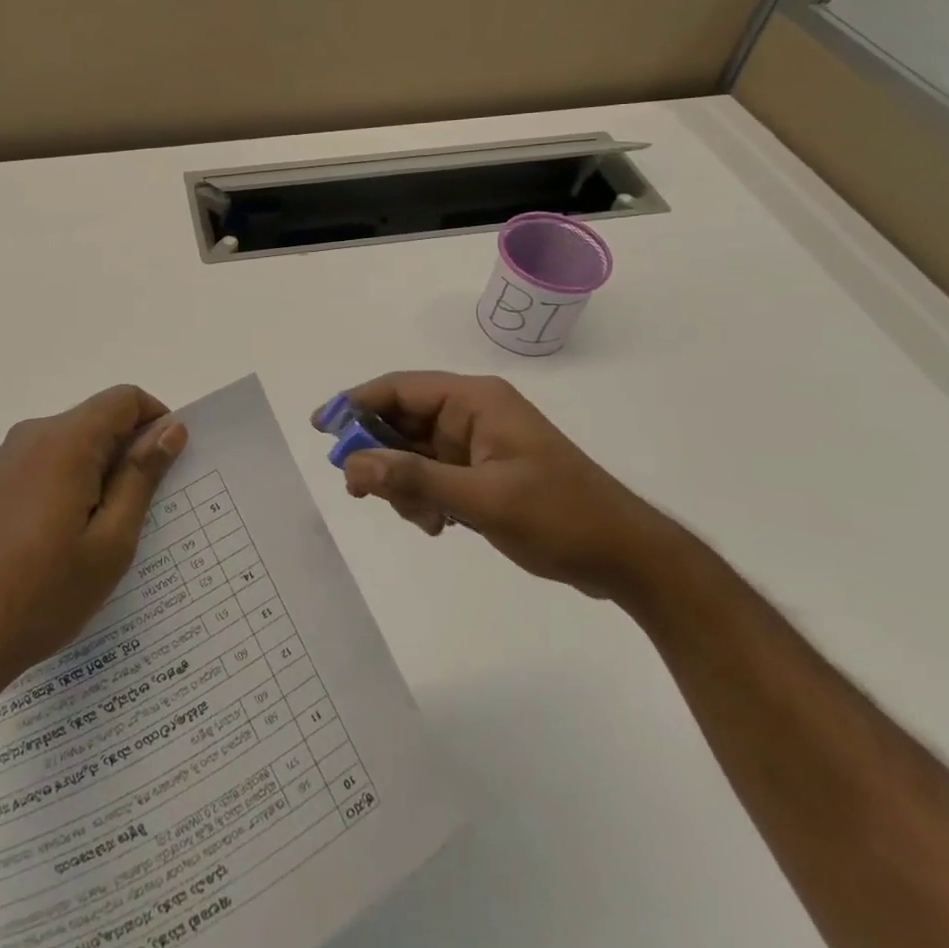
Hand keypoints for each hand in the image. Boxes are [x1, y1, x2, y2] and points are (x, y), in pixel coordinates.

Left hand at [0, 385, 186, 711]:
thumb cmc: (43, 595)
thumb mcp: (111, 542)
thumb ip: (141, 476)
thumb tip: (170, 428)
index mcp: (65, 442)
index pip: (124, 399)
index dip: (156, 421)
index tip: (166, 466)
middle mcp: (30, 436)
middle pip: (95, 419)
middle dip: (126, 450)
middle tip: (138, 511)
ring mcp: (0, 460)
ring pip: (66, 444)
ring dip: (94, 470)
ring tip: (98, 534)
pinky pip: (38, 465)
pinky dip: (62, 483)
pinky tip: (56, 541)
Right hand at [316, 372, 674, 597]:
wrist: (627, 559)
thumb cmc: (560, 517)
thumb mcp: (483, 500)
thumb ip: (415, 479)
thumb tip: (353, 465)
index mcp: (475, 400)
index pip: (400, 388)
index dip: (355, 403)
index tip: (322, 428)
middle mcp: (471, 414)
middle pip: (401, 421)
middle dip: (379, 455)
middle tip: (361, 491)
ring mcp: (475, 445)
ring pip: (412, 453)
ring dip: (403, 484)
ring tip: (422, 520)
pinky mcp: (480, 473)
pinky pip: (430, 475)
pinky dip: (421, 497)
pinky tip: (436, 526)